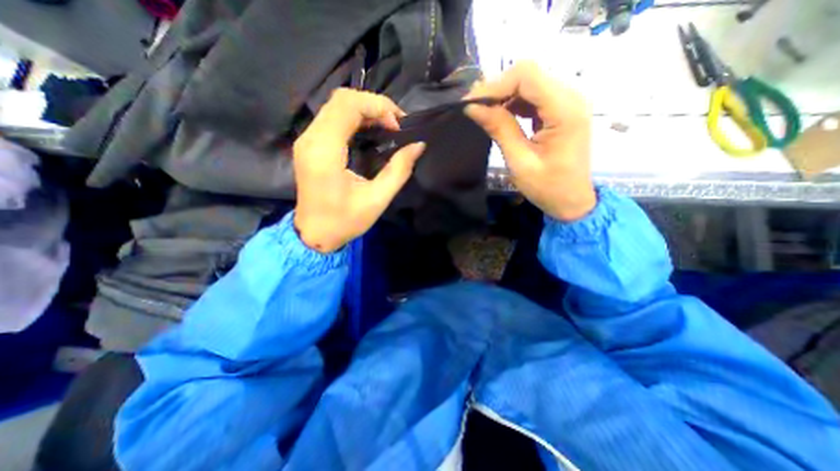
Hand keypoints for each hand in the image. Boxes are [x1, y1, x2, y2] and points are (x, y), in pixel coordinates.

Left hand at [293, 89, 427, 252]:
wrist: (315, 234)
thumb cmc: (345, 221)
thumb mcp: (377, 200)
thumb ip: (398, 171)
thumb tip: (418, 146)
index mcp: (325, 152)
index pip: (347, 106)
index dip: (377, 106)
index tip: (398, 125)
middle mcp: (311, 139)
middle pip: (341, 99)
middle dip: (373, 104)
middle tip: (396, 123)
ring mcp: (307, 140)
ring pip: (335, 105)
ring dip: (364, 109)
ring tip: (387, 125)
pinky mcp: (309, 145)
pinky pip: (331, 117)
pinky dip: (354, 117)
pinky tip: (370, 130)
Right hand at [466, 61, 595, 220]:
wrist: (572, 200)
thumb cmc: (547, 187)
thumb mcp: (520, 161)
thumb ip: (499, 129)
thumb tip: (472, 107)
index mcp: (565, 110)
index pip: (527, 76)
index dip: (495, 85)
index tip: (471, 104)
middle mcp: (571, 97)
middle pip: (528, 75)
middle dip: (497, 89)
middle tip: (473, 108)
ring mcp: (567, 102)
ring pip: (529, 84)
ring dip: (503, 96)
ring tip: (483, 113)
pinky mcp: (561, 110)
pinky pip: (534, 97)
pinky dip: (513, 103)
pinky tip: (501, 116)